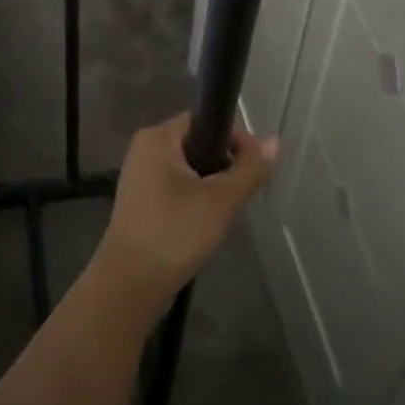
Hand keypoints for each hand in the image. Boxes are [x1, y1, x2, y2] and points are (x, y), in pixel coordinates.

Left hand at [95, 115, 277, 317]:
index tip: (253, 166)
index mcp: (157, 138)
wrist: (129, 285)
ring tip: (224, 211)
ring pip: (189, 167)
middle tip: (240, 193)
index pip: (205, 119)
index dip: (234, 137)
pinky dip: (195, 198)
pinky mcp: (141, 201)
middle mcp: (145, 149)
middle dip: (224, 164)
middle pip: (198, 142)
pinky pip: (177, 186)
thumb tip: (275, 141)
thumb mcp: (220, 200)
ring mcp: (140, 176)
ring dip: (211, 184)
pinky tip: (205, 223)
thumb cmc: (174, 233)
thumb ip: (249, 169)